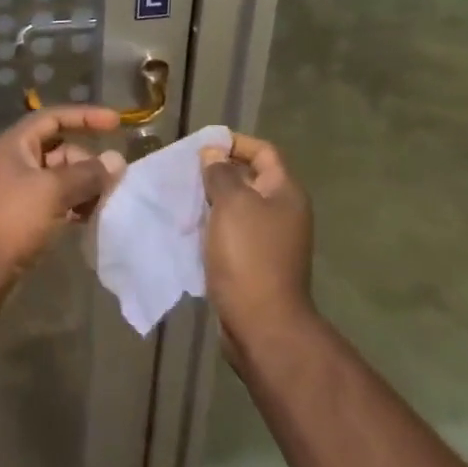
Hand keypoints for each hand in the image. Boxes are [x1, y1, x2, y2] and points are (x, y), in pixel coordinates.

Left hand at [0, 106, 125, 281]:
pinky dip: (73, 205)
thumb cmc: (13, 218)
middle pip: (60, 150)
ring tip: (106, 202)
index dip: (86, 117)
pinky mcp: (22, 216)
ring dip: (84, 186)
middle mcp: (15, 161)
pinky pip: (55, 200)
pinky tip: (90, 218)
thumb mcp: (53, 190)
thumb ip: (87, 174)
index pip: (54, 118)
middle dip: (87, 162)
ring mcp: (17, 190)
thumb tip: (117, 161)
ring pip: (59, 178)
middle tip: (112, 181)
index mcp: (15, 144)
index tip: (116, 123)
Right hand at [200, 133, 314, 359]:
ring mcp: (270, 239)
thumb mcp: (232, 204)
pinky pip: (232, 232)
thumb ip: (221, 173)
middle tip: (185, 171)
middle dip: (218, 171)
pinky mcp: (255, 262)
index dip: (234, 143)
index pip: (263, 151)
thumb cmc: (249, 255)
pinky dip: (213, 226)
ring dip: (212, 200)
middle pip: (250, 178)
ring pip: (238, 207)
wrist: (262, 323)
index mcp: (285, 192)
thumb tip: (213, 154)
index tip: (201, 146)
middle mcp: (283, 212)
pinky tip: (189, 227)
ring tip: (182, 196)